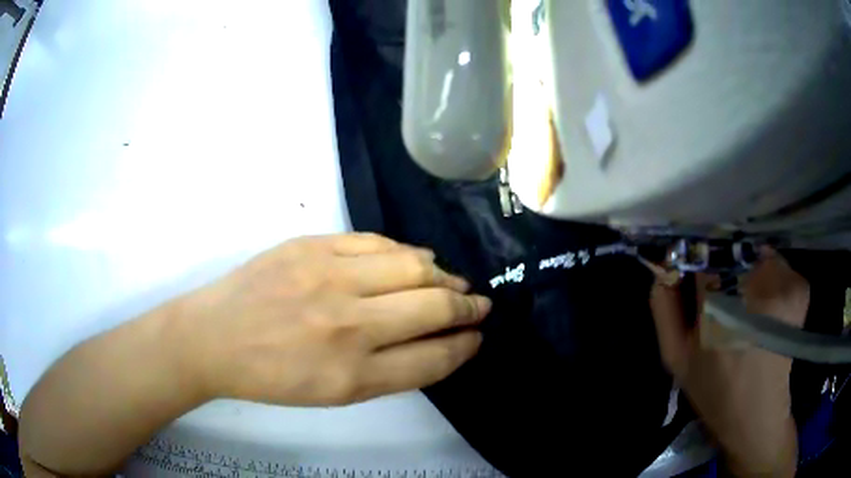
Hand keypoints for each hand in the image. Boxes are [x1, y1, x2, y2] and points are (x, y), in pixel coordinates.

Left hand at [177, 233, 490, 405]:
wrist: (215, 338)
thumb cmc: (273, 376)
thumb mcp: (333, 393)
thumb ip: (389, 371)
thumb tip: (435, 339)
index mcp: (353, 376)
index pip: (433, 357)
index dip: (464, 346)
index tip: (478, 336)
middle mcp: (348, 325)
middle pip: (433, 307)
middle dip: (468, 307)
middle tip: (479, 304)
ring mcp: (328, 277)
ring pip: (413, 265)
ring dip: (444, 274)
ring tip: (453, 281)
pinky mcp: (311, 246)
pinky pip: (378, 242)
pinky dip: (406, 251)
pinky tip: (416, 259)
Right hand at [649, 249, 808, 476]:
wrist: (756, 414)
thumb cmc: (712, 388)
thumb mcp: (675, 356)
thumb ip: (664, 306)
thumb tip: (665, 264)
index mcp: (720, 308)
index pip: (702, 251)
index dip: (695, 256)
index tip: (692, 270)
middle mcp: (758, 287)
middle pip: (731, 248)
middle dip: (722, 262)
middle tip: (720, 293)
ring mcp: (785, 283)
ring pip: (755, 253)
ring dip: (746, 269)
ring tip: (745, 304)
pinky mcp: (800, 286)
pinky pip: (778, 264)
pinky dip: (769, 276)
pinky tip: (767, 308)